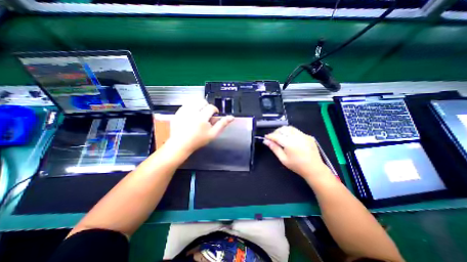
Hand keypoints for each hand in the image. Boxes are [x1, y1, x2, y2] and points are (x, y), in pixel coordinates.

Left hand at [166, 99, 234, 154]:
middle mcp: (192, 112)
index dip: (215, 110)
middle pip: (202, 101)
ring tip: (199, 114)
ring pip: (193, 101)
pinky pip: (185, 105)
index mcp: (202, 117)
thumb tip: (231, 117)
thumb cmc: (198, 140)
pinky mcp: (177, 113)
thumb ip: (222, 124)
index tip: (214, 115)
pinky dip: (190, 107)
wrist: (181, 144)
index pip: (211, 107)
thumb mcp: (213, 134)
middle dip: (206, 106)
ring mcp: (183, 112)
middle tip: (206, 114)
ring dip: (198, 106)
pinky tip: (191, 115)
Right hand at [265, 126, 329, 180]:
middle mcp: (297, 137)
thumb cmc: (297, 166)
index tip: (266, 137)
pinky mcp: (308, 136)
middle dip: (276, 132)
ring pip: (290, 128)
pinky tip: (290, 140)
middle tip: (273, 138)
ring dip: (283, 131)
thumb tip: (266, 141)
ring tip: (281, 137)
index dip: (270, 136)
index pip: (277, 136)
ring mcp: (304, 135)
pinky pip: (297, 131)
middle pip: (283, 129)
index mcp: (290, 143)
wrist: (314, 169)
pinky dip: (291, 133)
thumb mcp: (283, 159)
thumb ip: (274, 148)